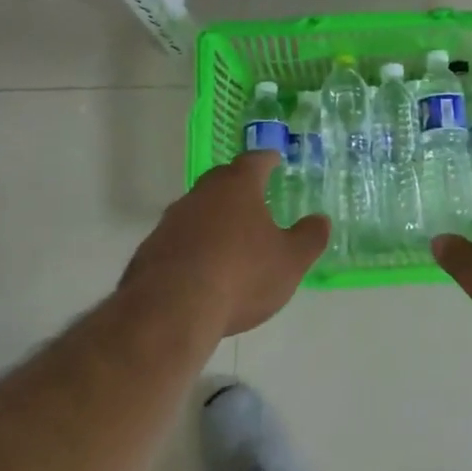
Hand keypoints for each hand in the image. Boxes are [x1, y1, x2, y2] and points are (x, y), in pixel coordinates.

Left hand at [121, 153, 328, 337]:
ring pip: (198, 209)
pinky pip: (179, 239)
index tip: (275, 160)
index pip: (255, 160)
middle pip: (222, 180)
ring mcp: (172, 220)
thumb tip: (321, 220)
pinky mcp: (150, 249)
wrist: (170, 311)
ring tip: (230, 238)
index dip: (268, 159)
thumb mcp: (290, 261)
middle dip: (239, 186)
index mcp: (238, 186)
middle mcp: (202, 193)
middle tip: (255, 198)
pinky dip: (193, 246)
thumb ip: (309, 237)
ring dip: (214, 218)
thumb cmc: (241, 275)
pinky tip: (202, 269)